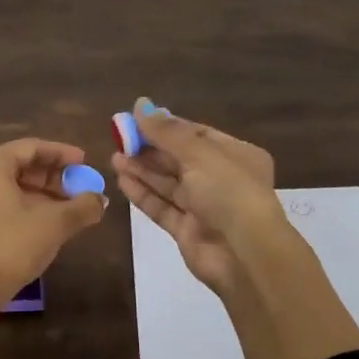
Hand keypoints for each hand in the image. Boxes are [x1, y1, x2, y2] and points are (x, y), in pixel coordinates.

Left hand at [0, 138, 105, 356]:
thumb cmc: (11, 246)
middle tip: (81, 189)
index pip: (32, 147)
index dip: (63, 154)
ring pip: (11, 187)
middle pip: (20, 166)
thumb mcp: (54, 224)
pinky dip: (26, 208)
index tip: (86, 162)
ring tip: (71, 209)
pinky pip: (1, 204)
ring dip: (43, 195)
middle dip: (54, 177)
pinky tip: (48, 224)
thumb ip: (82, 207)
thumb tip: (101, 201)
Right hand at [111, 99, 284, 296]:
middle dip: (150, 149)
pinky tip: (122, 180)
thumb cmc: (228, 191)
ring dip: (142, 170)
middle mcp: (222, 179)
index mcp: (236, 155)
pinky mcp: (187, 231)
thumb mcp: (199, 153)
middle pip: (180, 159)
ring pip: (168, 184)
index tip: (135, 120)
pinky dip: (143, 194)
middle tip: (119, 138)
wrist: (244, 253)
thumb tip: (140, 105)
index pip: (197, 135)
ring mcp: (204, 207)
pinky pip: (162, 207)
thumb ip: (166, 132)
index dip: (166, 127)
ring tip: (114, 157)